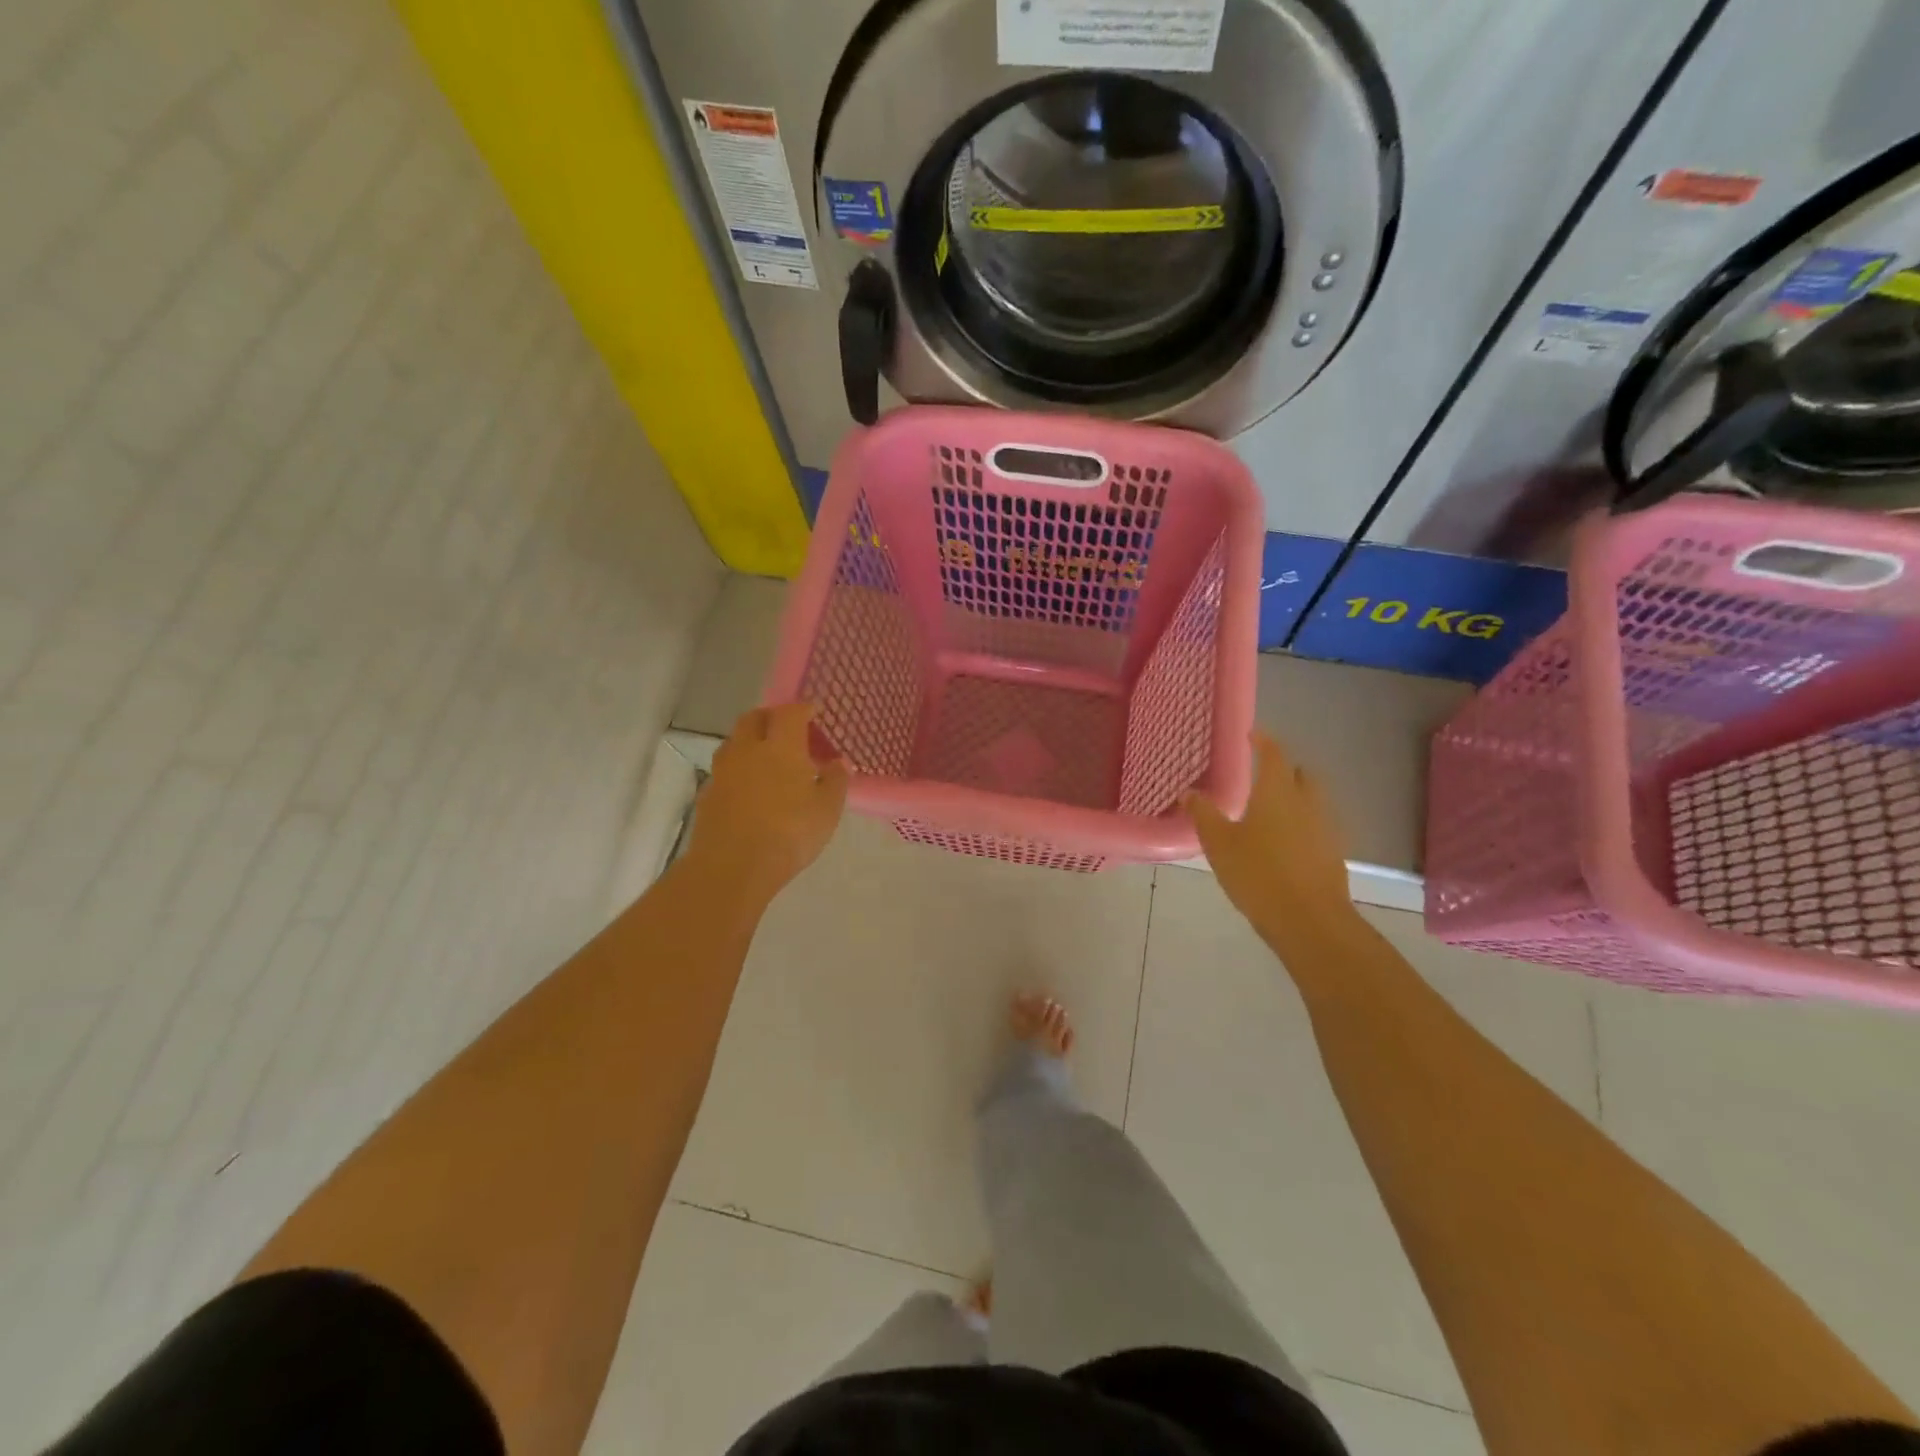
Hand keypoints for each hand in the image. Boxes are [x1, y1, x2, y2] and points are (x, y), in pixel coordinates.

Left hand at [687, 704, 847, 898]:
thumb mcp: (827, 810)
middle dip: (771, 717)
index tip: (813, 711)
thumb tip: (839, 762)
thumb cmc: (789, 833)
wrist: (732, 867)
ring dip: (751, 741)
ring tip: (768, 758)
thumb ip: (835, 781)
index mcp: (781, 746)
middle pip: (754, 718)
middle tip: (788, 729)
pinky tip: (750, 787)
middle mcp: (748, 749)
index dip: (802, 708)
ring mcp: (723, 771)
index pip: (790, 713)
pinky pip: (725, 770)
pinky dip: (739, 768)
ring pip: (735, 742)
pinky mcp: (708, 794)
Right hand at [1185, 732, 1355, 945]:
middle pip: (1300, 774)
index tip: (1252, 734)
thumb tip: (1189, 792)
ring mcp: (1325, 828)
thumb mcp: (1219, 844)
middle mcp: (1307, 802)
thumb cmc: (1258, 874)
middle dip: (1283, 769)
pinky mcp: (1333, 853)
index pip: (1274, 754)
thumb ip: (1204, 814)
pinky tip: (1284, 842)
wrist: (1309, 920)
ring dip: (1294, 797)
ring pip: (1312, 800)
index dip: (1263, 741)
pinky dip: (1302, 824)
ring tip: (1269, 810)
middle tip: (1260, 774)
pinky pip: (1317, 826)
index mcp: (1277, 792)